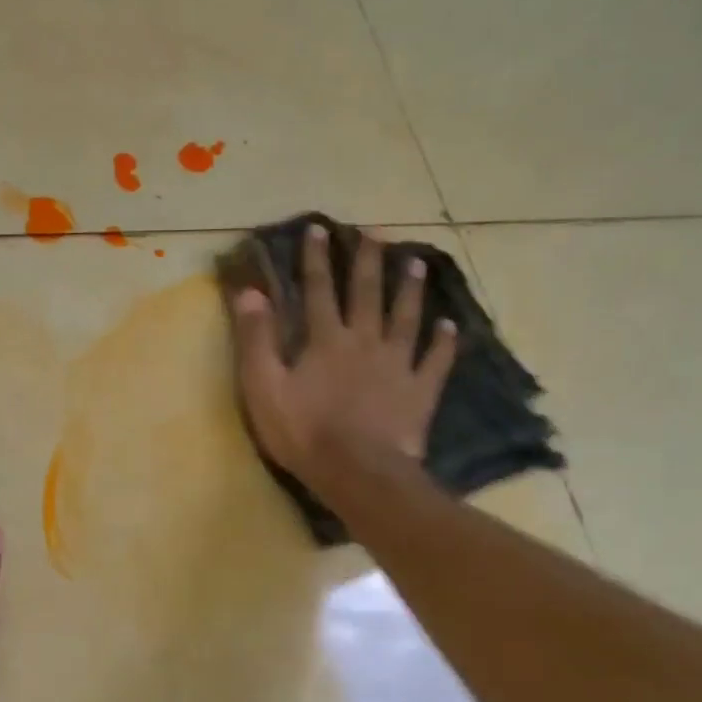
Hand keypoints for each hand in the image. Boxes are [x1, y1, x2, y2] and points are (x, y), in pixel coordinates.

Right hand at [229, 224, 456, 502]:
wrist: (358, 471)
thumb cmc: (304, 432)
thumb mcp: (264, 387)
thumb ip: (257, 340)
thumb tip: (250, 292)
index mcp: (325, 340)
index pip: (317, 290)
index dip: (316, 259)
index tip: (319, 229)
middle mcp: (364, 341)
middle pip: (367, 293)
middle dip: (368, 261)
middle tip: (376, 233)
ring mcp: (397, 364)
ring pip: (406, 317)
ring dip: (410, 289)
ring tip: (417, 263)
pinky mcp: (419, 391)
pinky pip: (435, 360)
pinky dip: (443, 342)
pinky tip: (450, 326)